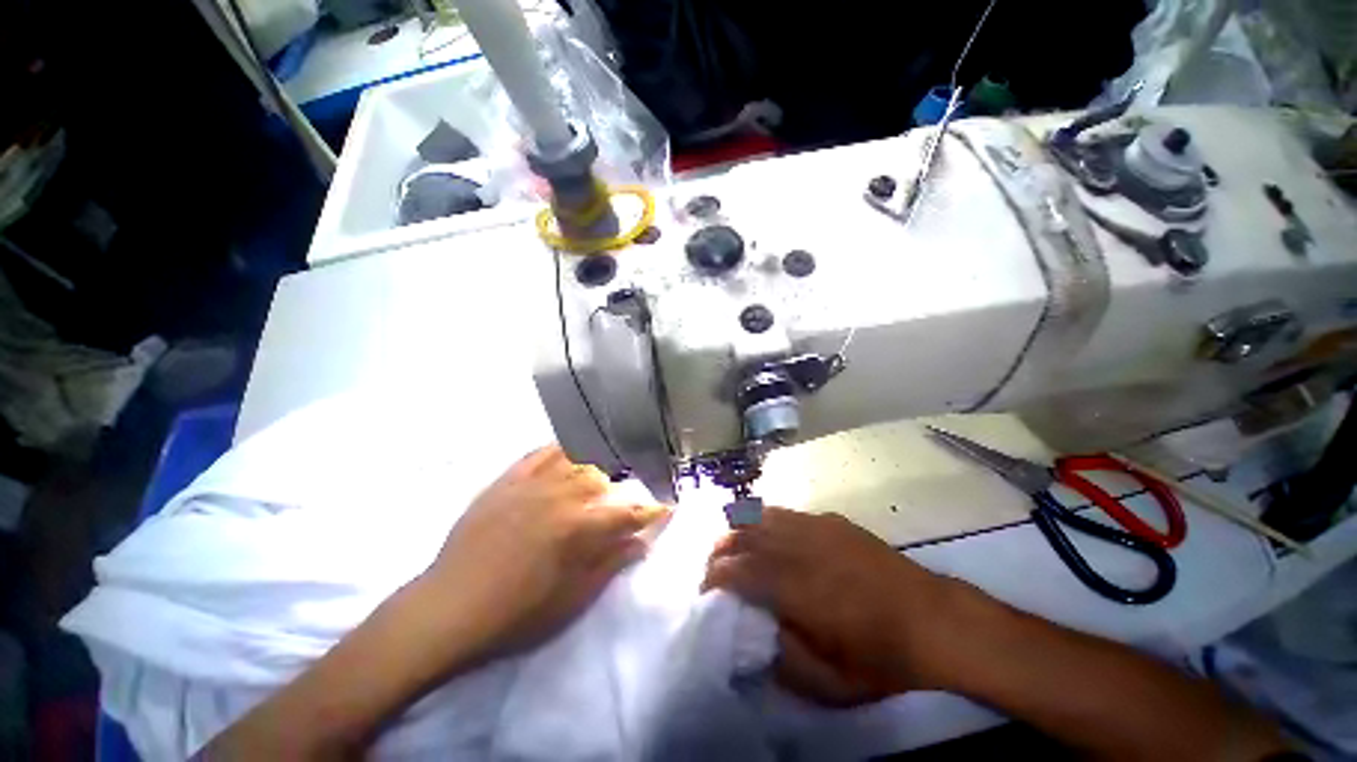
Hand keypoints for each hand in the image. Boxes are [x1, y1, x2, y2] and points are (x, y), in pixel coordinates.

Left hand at [424, 445, 667, 660]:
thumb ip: (609, 564)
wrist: (448, 607)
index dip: (651, 512)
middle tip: (624, 500)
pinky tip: (569, 449)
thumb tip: (642, 542)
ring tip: (603, 472)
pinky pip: (541, 453)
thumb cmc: (514, 613)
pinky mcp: (508, 479)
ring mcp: (533, 483)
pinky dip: (561, 448)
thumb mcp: (570, 599)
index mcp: (578, 527)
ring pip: (577, 460)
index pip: (628, 513)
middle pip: (604, 480)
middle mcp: (561, 495)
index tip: (666, 508)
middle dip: (621, 490)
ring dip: (596, 465)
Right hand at [703, 508, 979, 705]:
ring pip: (762, 516)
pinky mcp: (830, 520)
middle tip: (713, 567)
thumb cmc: (882, 658)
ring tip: (732, 546)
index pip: (738, 570)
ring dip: (739, 530)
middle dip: (720, 549)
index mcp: (797, 588)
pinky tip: (765, 533)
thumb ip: (782, 657)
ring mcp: (816, 527)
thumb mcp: (830, 683)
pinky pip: (786, 513)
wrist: (933, 620)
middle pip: (744, 535)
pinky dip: (765, 521)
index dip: (714, 576)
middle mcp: (800, 548)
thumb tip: (752, 630)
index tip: (705, 589)